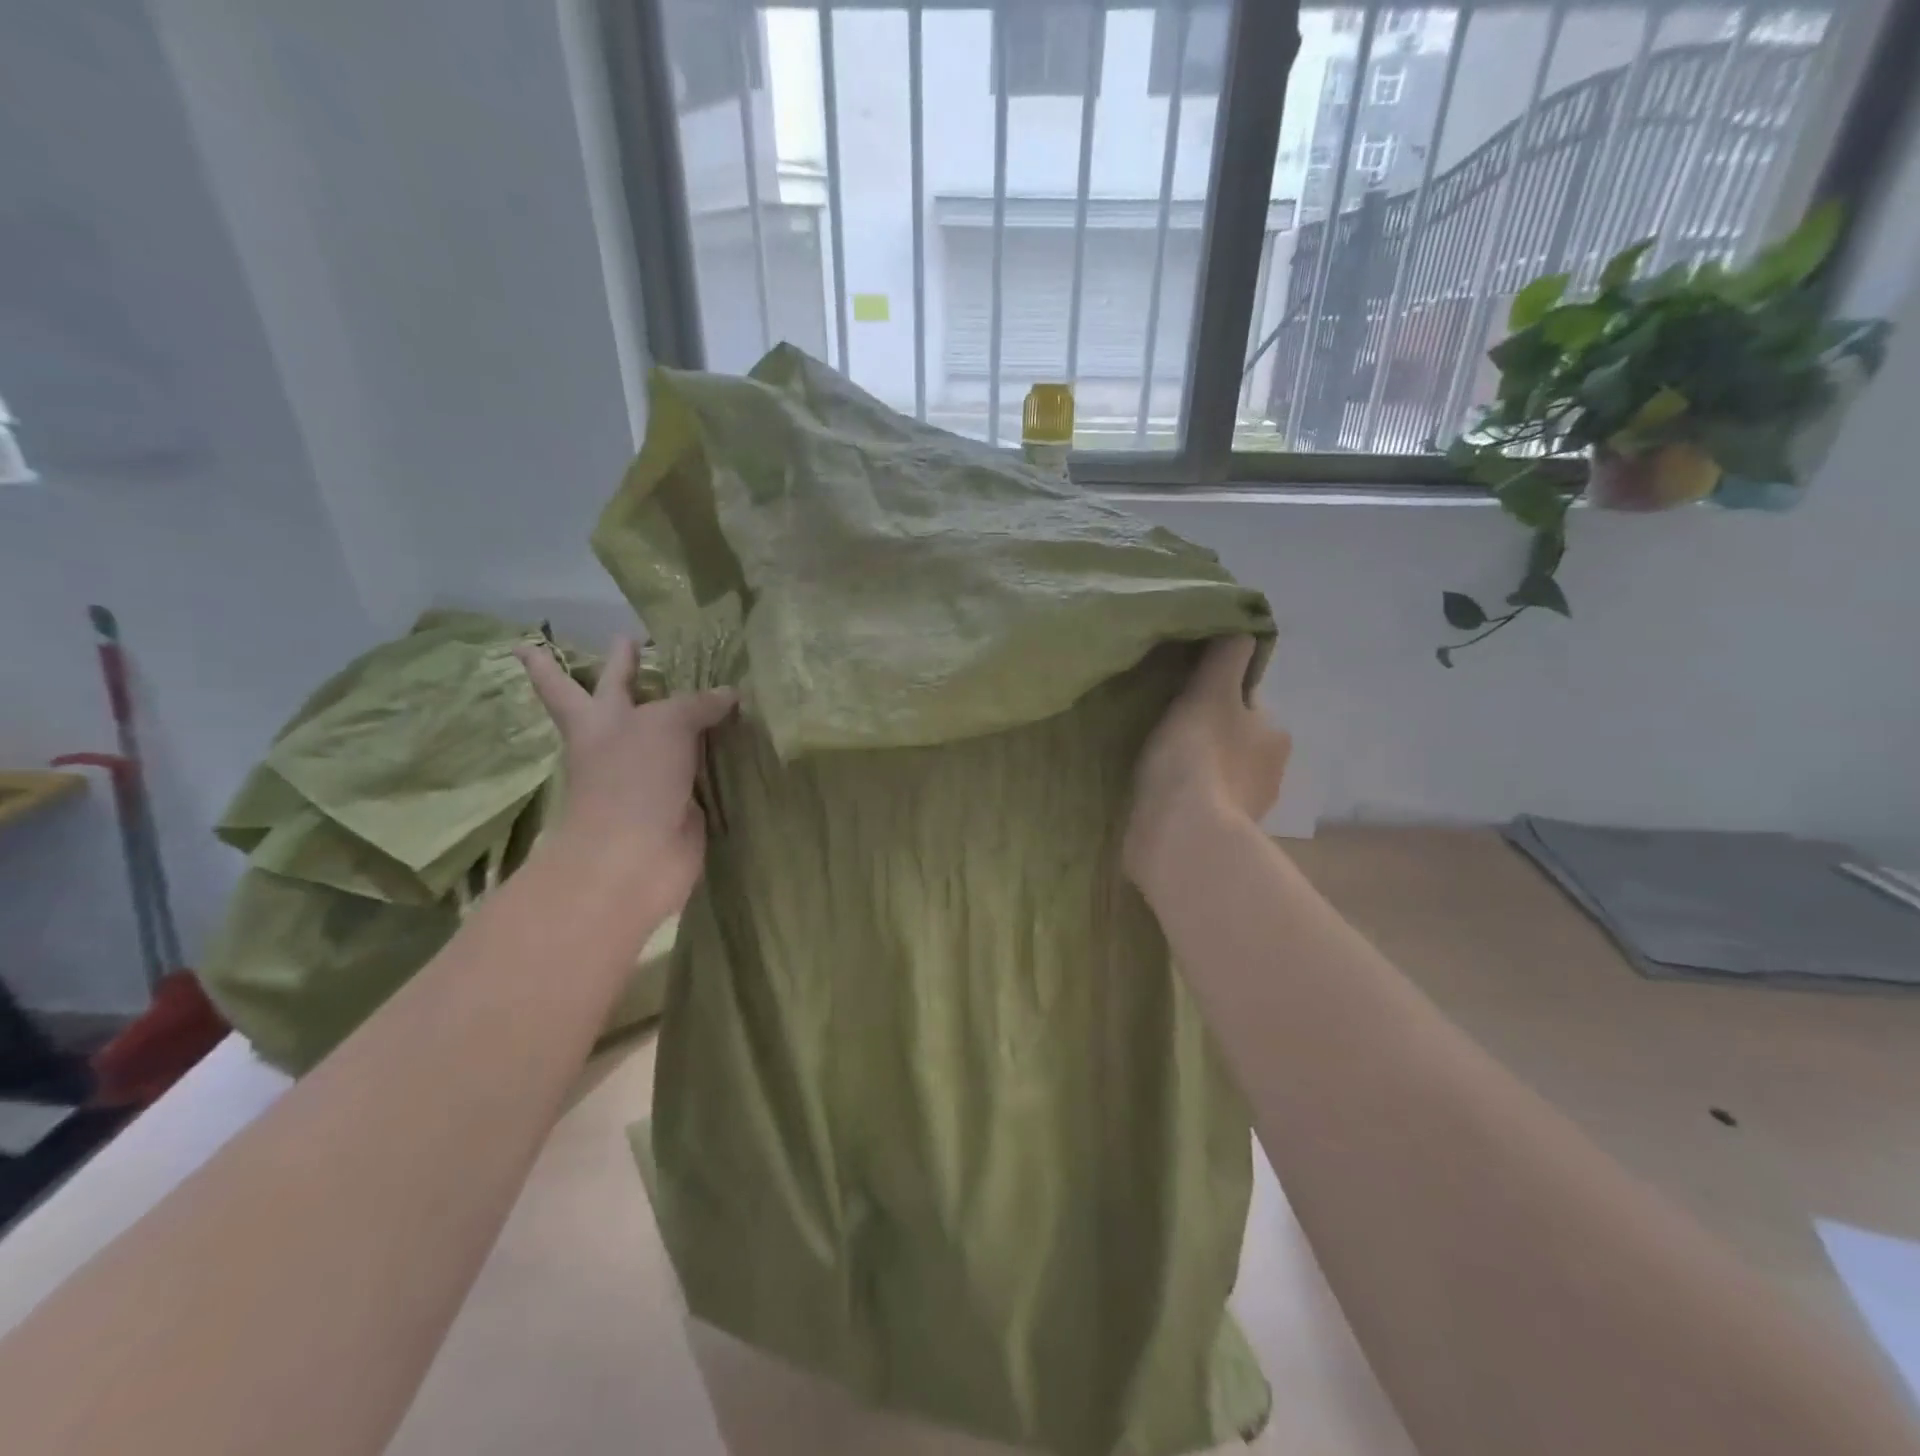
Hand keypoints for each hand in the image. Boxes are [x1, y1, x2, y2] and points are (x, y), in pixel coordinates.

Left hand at [515, 637, 736, 915]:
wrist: (637, 855)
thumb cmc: (633, 778)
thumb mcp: (665, 723)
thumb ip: (696, 703)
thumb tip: (729, 695)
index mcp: (594, 721)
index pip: (563, 685)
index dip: (547, 664)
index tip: (524, 644)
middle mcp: (615, 744)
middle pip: (616, 702)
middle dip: (623, 675)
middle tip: (628, 644)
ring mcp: (646, 774)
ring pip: (664, 733)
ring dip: (681, 712)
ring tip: (703, 683)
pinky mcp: (679, 798)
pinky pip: (698, 764)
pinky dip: (713, 749)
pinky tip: (732, 734)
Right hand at [1124, 636, 1289, 889]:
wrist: (1182, 839)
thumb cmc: (1197, 757)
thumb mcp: (1209, 693)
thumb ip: (1224, 660)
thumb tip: (1243, 629)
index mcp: (1273, 734)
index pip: (1246, 704)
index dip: (1216, 697)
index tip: (1182, 700)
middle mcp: (1269, 774)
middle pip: (1233, 742)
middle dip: (1206, 737)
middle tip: (1162, 733)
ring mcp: (1244, 812)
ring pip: (1217, 777)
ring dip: (1193, 773)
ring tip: (1153, 767)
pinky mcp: (1217, 841)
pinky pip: (1200, 809)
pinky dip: (1184, 803)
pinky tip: (1156, 799)